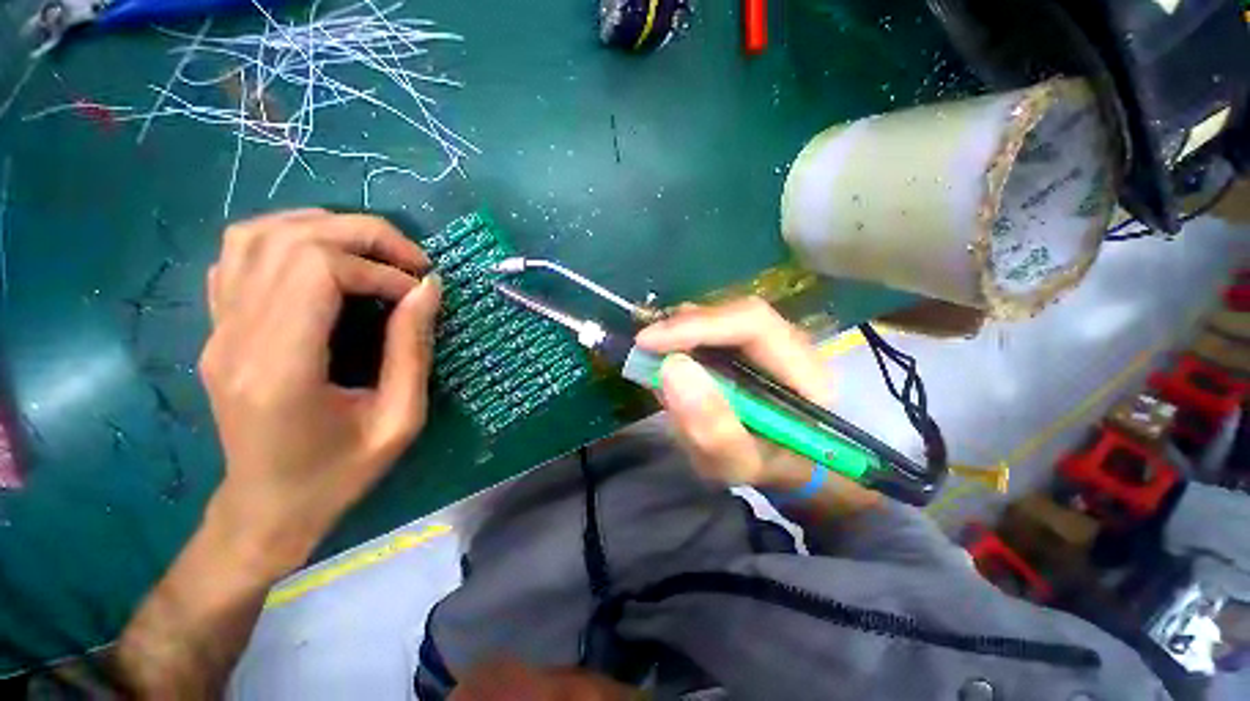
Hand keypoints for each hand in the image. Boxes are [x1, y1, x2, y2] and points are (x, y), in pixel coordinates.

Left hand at [199, 209, 440, 568]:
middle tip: (411, 260)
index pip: (318, 270)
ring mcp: (217, 329)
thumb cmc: (339, 474)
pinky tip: (324, 261)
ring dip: (325, 228)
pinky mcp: (217, 328)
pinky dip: (287, 239)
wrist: (268, 508)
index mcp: (281, 369)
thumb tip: (428, 289)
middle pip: (290, 240)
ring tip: (373, 253)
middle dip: (363, 235)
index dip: (379, 269)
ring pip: (257, 235)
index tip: (417, 293)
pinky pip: (239, 256)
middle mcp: (236, 338)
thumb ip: (413, 350)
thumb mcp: (399, 420)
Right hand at [636, 297, 834, 488]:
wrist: (781, 465)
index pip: (753, 324)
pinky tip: (671, 357)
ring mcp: (772, 339)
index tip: (648, 342)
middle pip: (736, 313)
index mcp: (805, 373)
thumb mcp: (736, 464)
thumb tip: (672, 367)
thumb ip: (711, 427)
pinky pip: (716, 327)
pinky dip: (686, 338)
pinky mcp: (752, 343)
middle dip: (685, 327)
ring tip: (656, 356)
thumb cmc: (764, 468)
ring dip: (683, 332)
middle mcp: (793, 345)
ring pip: (723, 316)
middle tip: (646, 348)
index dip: (697, 325)